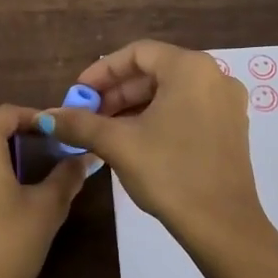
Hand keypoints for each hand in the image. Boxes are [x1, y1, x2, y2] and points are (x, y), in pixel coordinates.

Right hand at [39, 39, 266, 250]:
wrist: (221, 224)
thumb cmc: (169, 173)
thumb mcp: (119, 144)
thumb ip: (80, 123)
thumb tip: (46, 116)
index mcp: (190, 69)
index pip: (137, 53)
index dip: (102, 72)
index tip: (78, 94)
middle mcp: (215, 77)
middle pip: (155, 71)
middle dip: (116, 92)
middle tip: (87, 115)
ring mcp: (227, 104)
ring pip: (171, 93)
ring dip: (134, 107)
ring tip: (104, 131)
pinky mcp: (231, 129)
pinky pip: (187, 109)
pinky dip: (158, 118)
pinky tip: (135, 141)